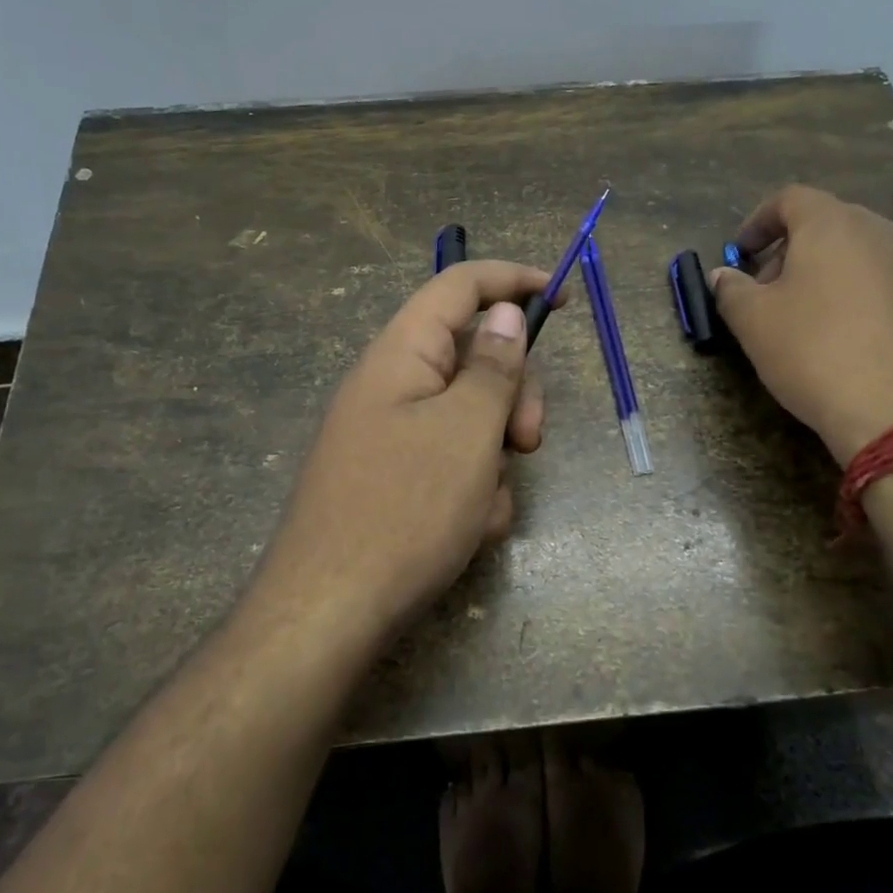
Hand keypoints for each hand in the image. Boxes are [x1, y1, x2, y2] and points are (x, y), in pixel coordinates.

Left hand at [255, 261, 550, 638]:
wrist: (330, 613)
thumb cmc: (405, 510)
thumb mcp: (467, 431)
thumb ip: (494, 367)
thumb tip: (504, 312)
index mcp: (402, 355)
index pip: (459, 286)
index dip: (512, 279)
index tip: (563, 296)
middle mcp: (392, 385)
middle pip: (474, 358)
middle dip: (513, 396)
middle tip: (528, 442)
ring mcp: (391, 435)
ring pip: (470, 419)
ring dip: (494, 457)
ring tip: (485, 506)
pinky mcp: (394, 479)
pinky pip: (452, 464)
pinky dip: (472, 490)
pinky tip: (466, 530)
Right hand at [709, 185, 892, 462]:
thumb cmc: (816, 353)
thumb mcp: (754, 322)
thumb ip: (731, 290)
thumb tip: (722, 275)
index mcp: (833, 224)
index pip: (789, 199)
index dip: (757, 222)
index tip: (739, 255)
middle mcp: (882, 232)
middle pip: (827, 224)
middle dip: (789, 251)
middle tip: (765, 291)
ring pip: (859, 254)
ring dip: (825, 274)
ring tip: (804, 319)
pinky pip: (887, 284)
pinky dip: (858, 297)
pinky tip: (847, 340)